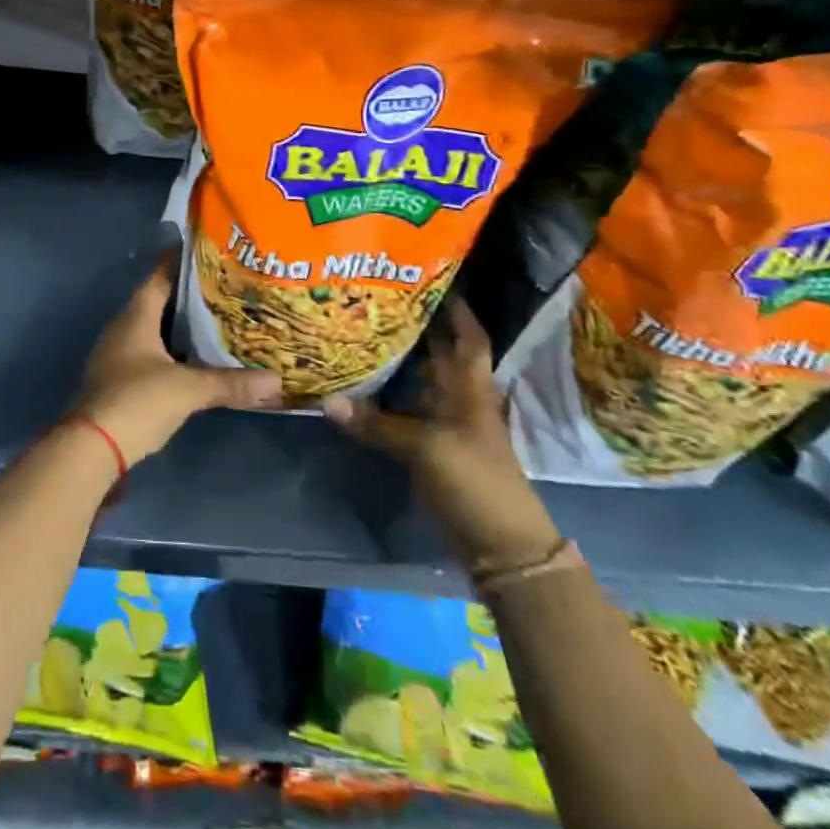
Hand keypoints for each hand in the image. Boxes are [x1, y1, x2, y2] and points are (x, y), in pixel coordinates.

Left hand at [74, 254, 280, 466]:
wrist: (91, 448)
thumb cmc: (136, 401)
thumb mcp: (187, 390)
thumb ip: (230, 383)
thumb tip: (276, 380)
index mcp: (135, 317)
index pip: (160, 276)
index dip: (181, 262)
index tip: (207, 251)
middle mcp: (124, 328)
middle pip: (158, 301)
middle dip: (188, 296)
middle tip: (224, 288)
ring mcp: (118, 355)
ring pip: (154, 330)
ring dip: (180, 325)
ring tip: (217, 320)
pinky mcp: (120, 380)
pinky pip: (150, 353)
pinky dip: (172, 351)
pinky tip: (195, 359)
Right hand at [323, 297, 558, 572]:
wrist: (501, 545)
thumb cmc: (474, 480)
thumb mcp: (425, 448)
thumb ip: (377, 425)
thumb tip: (327, 401)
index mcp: (471, 391)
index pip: (469, 340)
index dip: (458, 312)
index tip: (436, 282)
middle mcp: (461, 401)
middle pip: (440, 358)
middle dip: (417, 331)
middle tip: (379, 304)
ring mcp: (449, 428)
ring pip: (421, 386)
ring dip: (399, 366)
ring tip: (363, 337)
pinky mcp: (436, 452)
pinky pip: (409, 415)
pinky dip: (388, 403)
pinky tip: (363, 390)